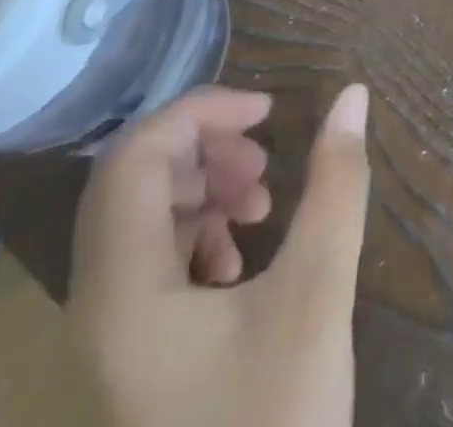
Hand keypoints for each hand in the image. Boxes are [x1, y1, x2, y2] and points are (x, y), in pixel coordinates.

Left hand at [68, 85, 371, 426]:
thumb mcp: (317, 294)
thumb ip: (336, 185)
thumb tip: (353, 94)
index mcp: (123, 292)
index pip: (136, 158)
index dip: (201, 113)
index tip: (268, 111)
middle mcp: (99, 308)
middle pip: (132, 181)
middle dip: (204, 148)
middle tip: (265, 160)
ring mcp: (112, 338)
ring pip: (141, 218)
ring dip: (203, 187)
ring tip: (261, 202)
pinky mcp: (135, 357)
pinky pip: (151, 261)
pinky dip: (197, 232)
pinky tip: (242, 257)